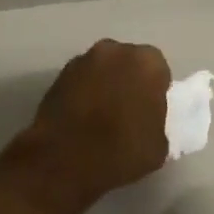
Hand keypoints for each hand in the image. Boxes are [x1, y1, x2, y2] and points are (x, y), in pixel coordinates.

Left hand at [21, 40, 171, 207]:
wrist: (64, 162)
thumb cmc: (121, 152)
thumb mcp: (158, 145)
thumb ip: (156, 120)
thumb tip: (146, 119)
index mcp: (147, 63)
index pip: (158, 71)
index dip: (155, 91)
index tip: (150, 111)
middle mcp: (114, 51)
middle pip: (127, 62)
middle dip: (127, 81)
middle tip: (126, 111)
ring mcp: (81, 61)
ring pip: (100, 70)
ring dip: (103, 85)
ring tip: (100, 117)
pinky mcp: (56, 76)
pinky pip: (78, 82)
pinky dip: (81, 94)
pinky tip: (80, 119)